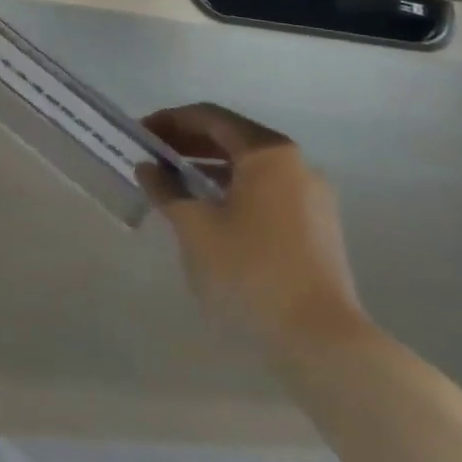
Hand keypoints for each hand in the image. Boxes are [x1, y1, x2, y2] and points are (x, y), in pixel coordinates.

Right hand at [137, 104, 368, 362]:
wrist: (322, 343)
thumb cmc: (251, 272)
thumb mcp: (195, 228)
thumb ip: (167, 189)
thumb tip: (148, 168)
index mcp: (268, 152)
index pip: (210, 118)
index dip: (169, 121)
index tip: (139, 134)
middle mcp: (295, 163)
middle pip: (232, 137)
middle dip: (188, 142)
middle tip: (151, 154)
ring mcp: (311, 196)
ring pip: (250, 166)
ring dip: (209, 167)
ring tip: (172, 182)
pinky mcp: (317, 227)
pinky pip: (266, 191)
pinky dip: (232, 189)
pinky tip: (208, 210)